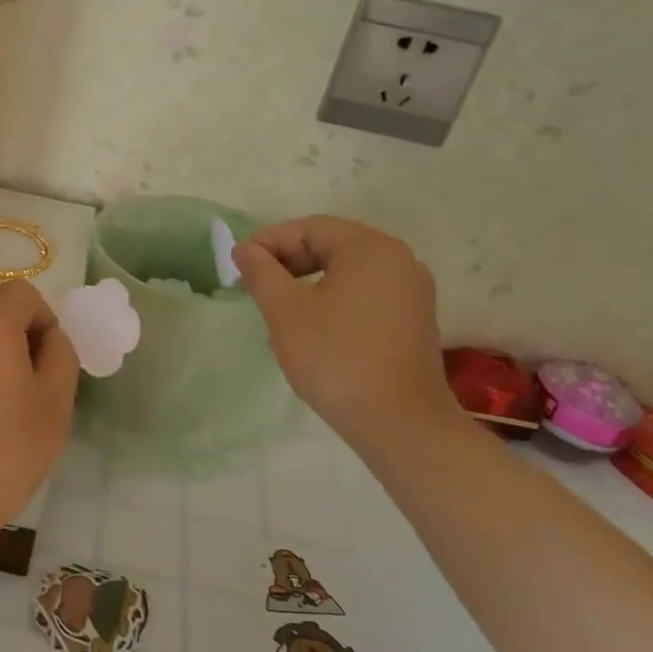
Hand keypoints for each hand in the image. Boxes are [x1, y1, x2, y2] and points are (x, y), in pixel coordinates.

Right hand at [231, 216, 462, 454]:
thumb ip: (261, 272)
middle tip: (255, 287)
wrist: (399, 423)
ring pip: (346, 272)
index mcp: (370, 248)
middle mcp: (398, 260)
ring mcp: (411, 292)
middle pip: (331, 246)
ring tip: (277, 311)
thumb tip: (245, 248)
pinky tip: (309, 329)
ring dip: (307, 283)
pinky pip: (364, 294)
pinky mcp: (413, 320)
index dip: (269, 242)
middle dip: (288, 262)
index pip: (310, 228)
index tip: (240, 266)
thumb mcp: (286, 311)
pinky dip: (332, 300)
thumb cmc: (336, 357)